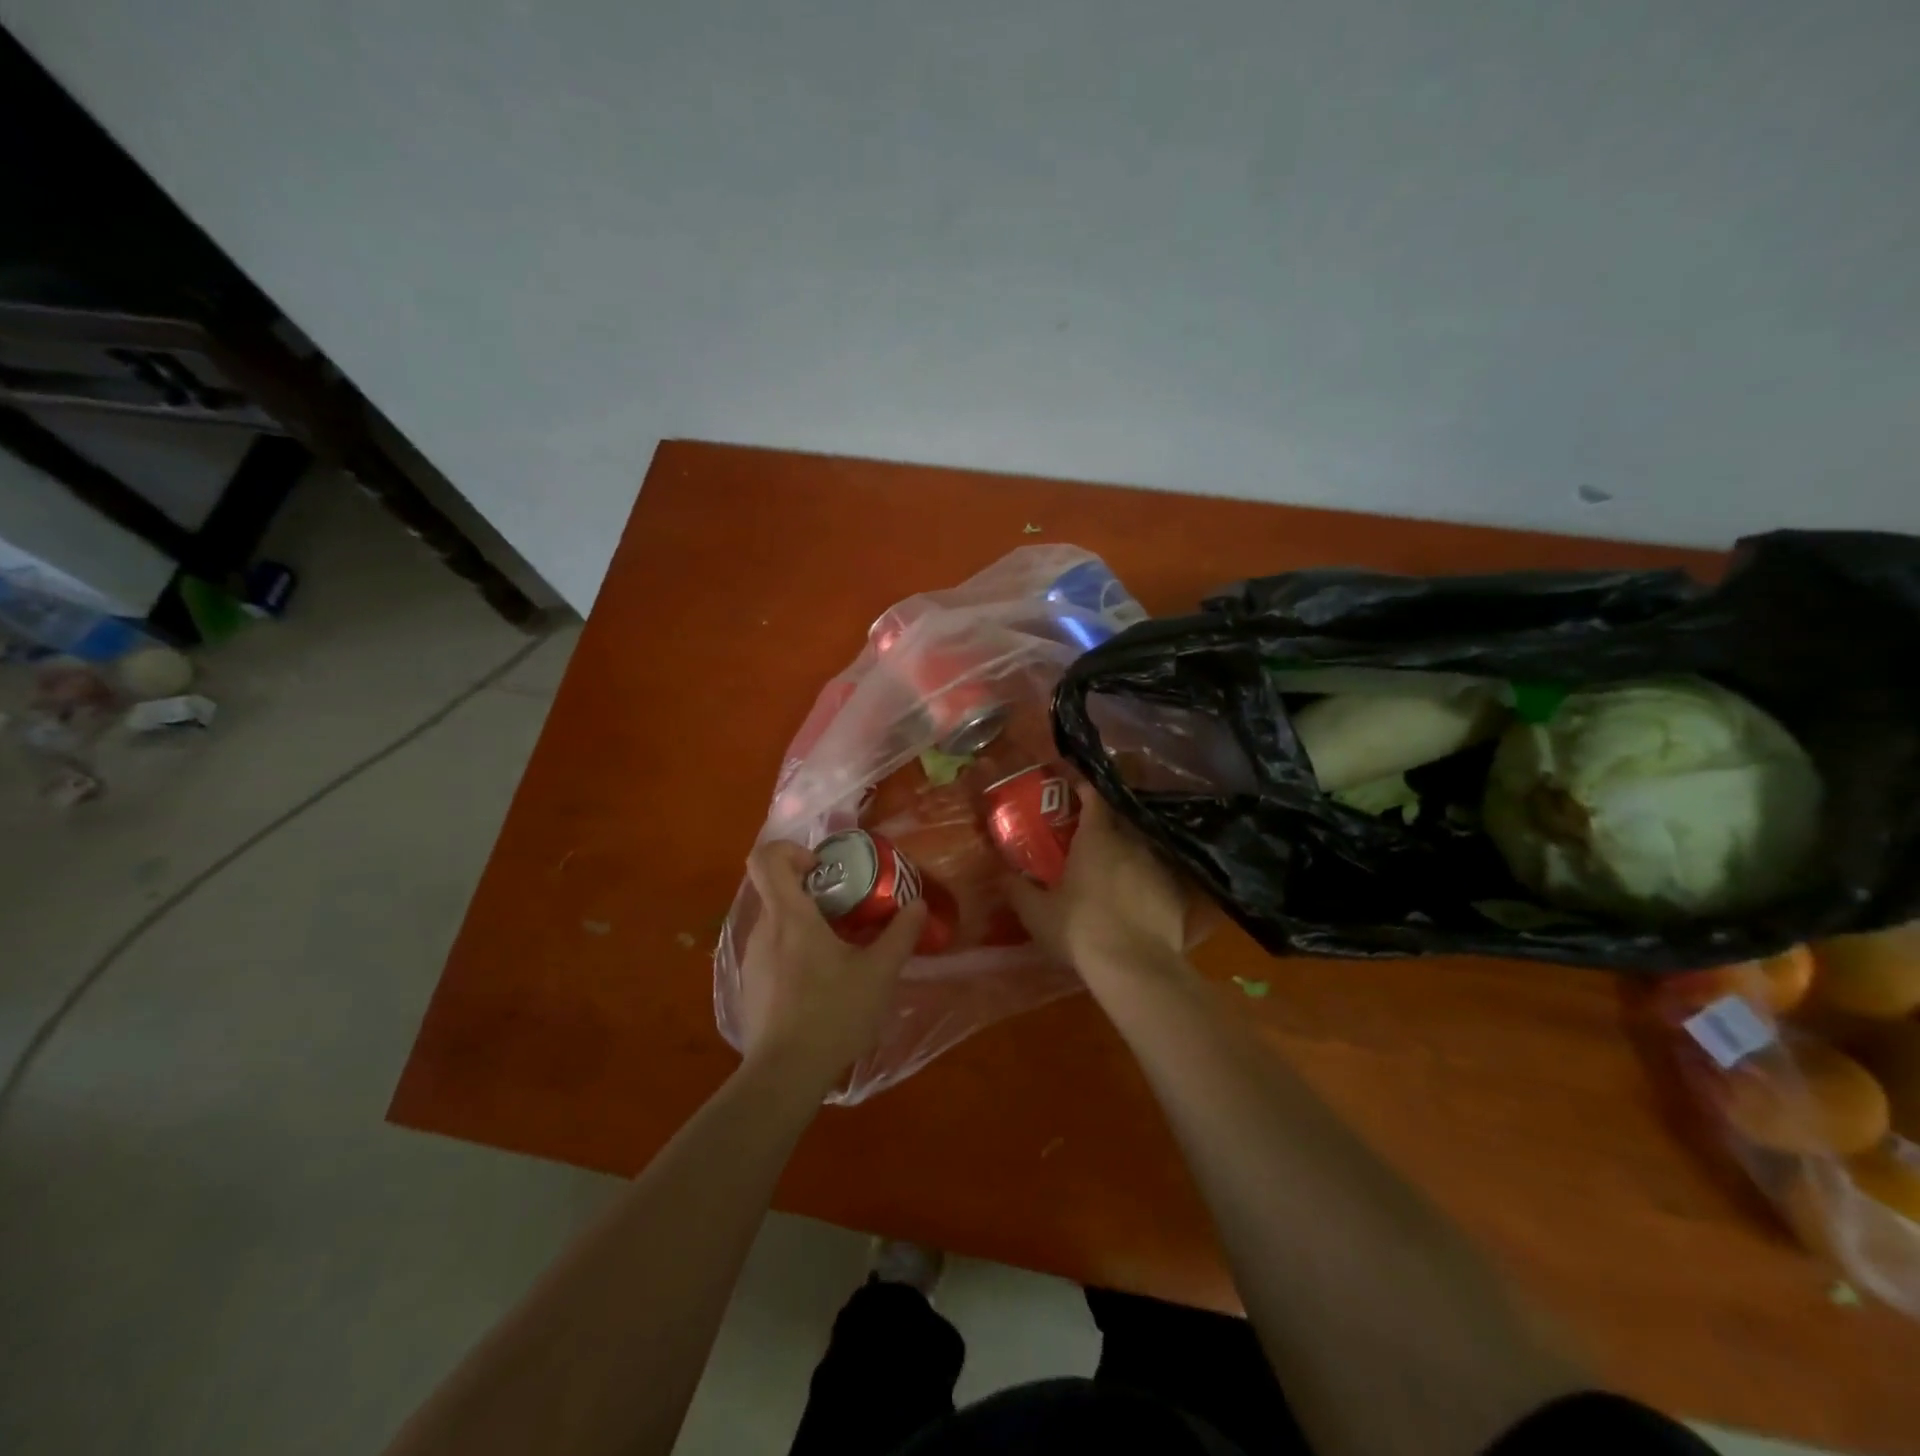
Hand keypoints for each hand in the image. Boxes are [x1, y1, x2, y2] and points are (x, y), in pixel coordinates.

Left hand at [737, 840, 926, 1092]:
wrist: (785, 1074)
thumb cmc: (833, 1013)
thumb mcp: (879, 973)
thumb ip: (900, 935)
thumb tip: (917, 904)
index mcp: (790, 917)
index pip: (766, 859)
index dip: (790, 851)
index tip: (822, 867)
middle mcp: (763, 931)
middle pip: (776, 890)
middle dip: (811, 891)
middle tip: (847, 909)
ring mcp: (753, 961)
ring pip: (776, 923)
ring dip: (805, 924)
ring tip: (840, 949)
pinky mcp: (751, 987)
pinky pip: (772, 952)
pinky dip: (795, 952)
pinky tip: (821, 984)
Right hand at [1007, 793, 1191, 981]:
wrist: (1135, 968)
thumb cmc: (1079, 930)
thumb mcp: (1036, 913)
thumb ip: (1017, 889)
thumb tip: (1000, 874)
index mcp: (1096, 837)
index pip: (1093, 797)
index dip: (1083, 790)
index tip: (1073, 790)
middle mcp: (1131, 842)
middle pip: (1119, 821)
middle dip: (1104, 826)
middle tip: (1087, 839)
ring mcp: (1159, 867)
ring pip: (1141, 849)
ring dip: (1127, 856)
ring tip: (1113, 872)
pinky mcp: (1177, 894)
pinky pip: (1158, 879)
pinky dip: (1146, 884)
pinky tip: (1137, 902)